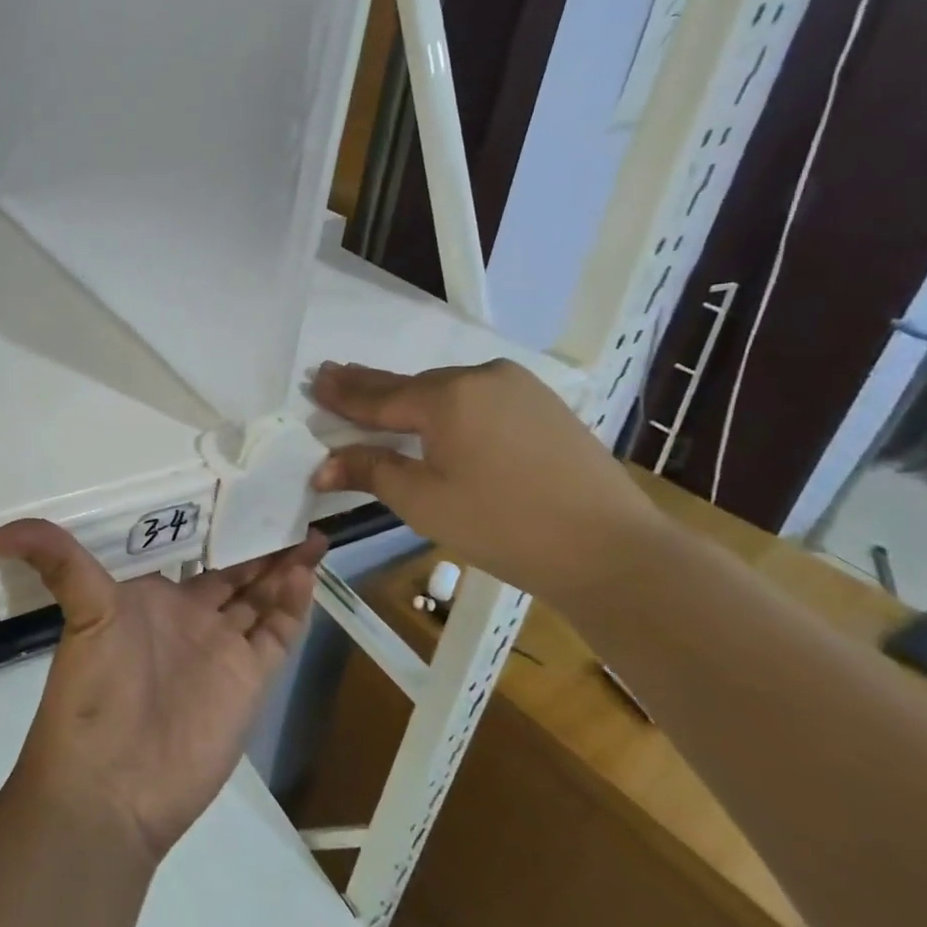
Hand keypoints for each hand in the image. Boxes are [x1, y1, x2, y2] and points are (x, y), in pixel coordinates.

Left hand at [0, 520, 325, 862]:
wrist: (111, 786)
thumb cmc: (95, 691)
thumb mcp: (81, 611)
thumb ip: (54, 560)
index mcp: (155, 598)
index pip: (196, 553)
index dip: (220, 527)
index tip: (245, 492)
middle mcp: (192, 619)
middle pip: (236, 572)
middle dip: (261, 544)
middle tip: (290, 504)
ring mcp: (222, 650)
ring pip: (263, 597)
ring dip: (285, 566)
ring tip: (309, 529)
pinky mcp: (248, 681)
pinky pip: (278, 633)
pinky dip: (296, 604)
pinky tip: (308, 570)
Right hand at [309, 359, 668, 602]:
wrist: (612, 550)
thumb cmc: (503, 526)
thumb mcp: (423, 501)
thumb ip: (370, 471)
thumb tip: (321, 466)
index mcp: (446, 397)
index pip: (378, 396)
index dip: (342, 394)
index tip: (314, 379)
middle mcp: (479, 377)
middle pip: (411, 385)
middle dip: (370, 386)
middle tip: (333, 375)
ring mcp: (517, 387)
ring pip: (447, 389)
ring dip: (411, 396)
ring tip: (378, 396)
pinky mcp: (543, 404)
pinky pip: (478, 397)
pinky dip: (449, 404)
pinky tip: (437, 412)